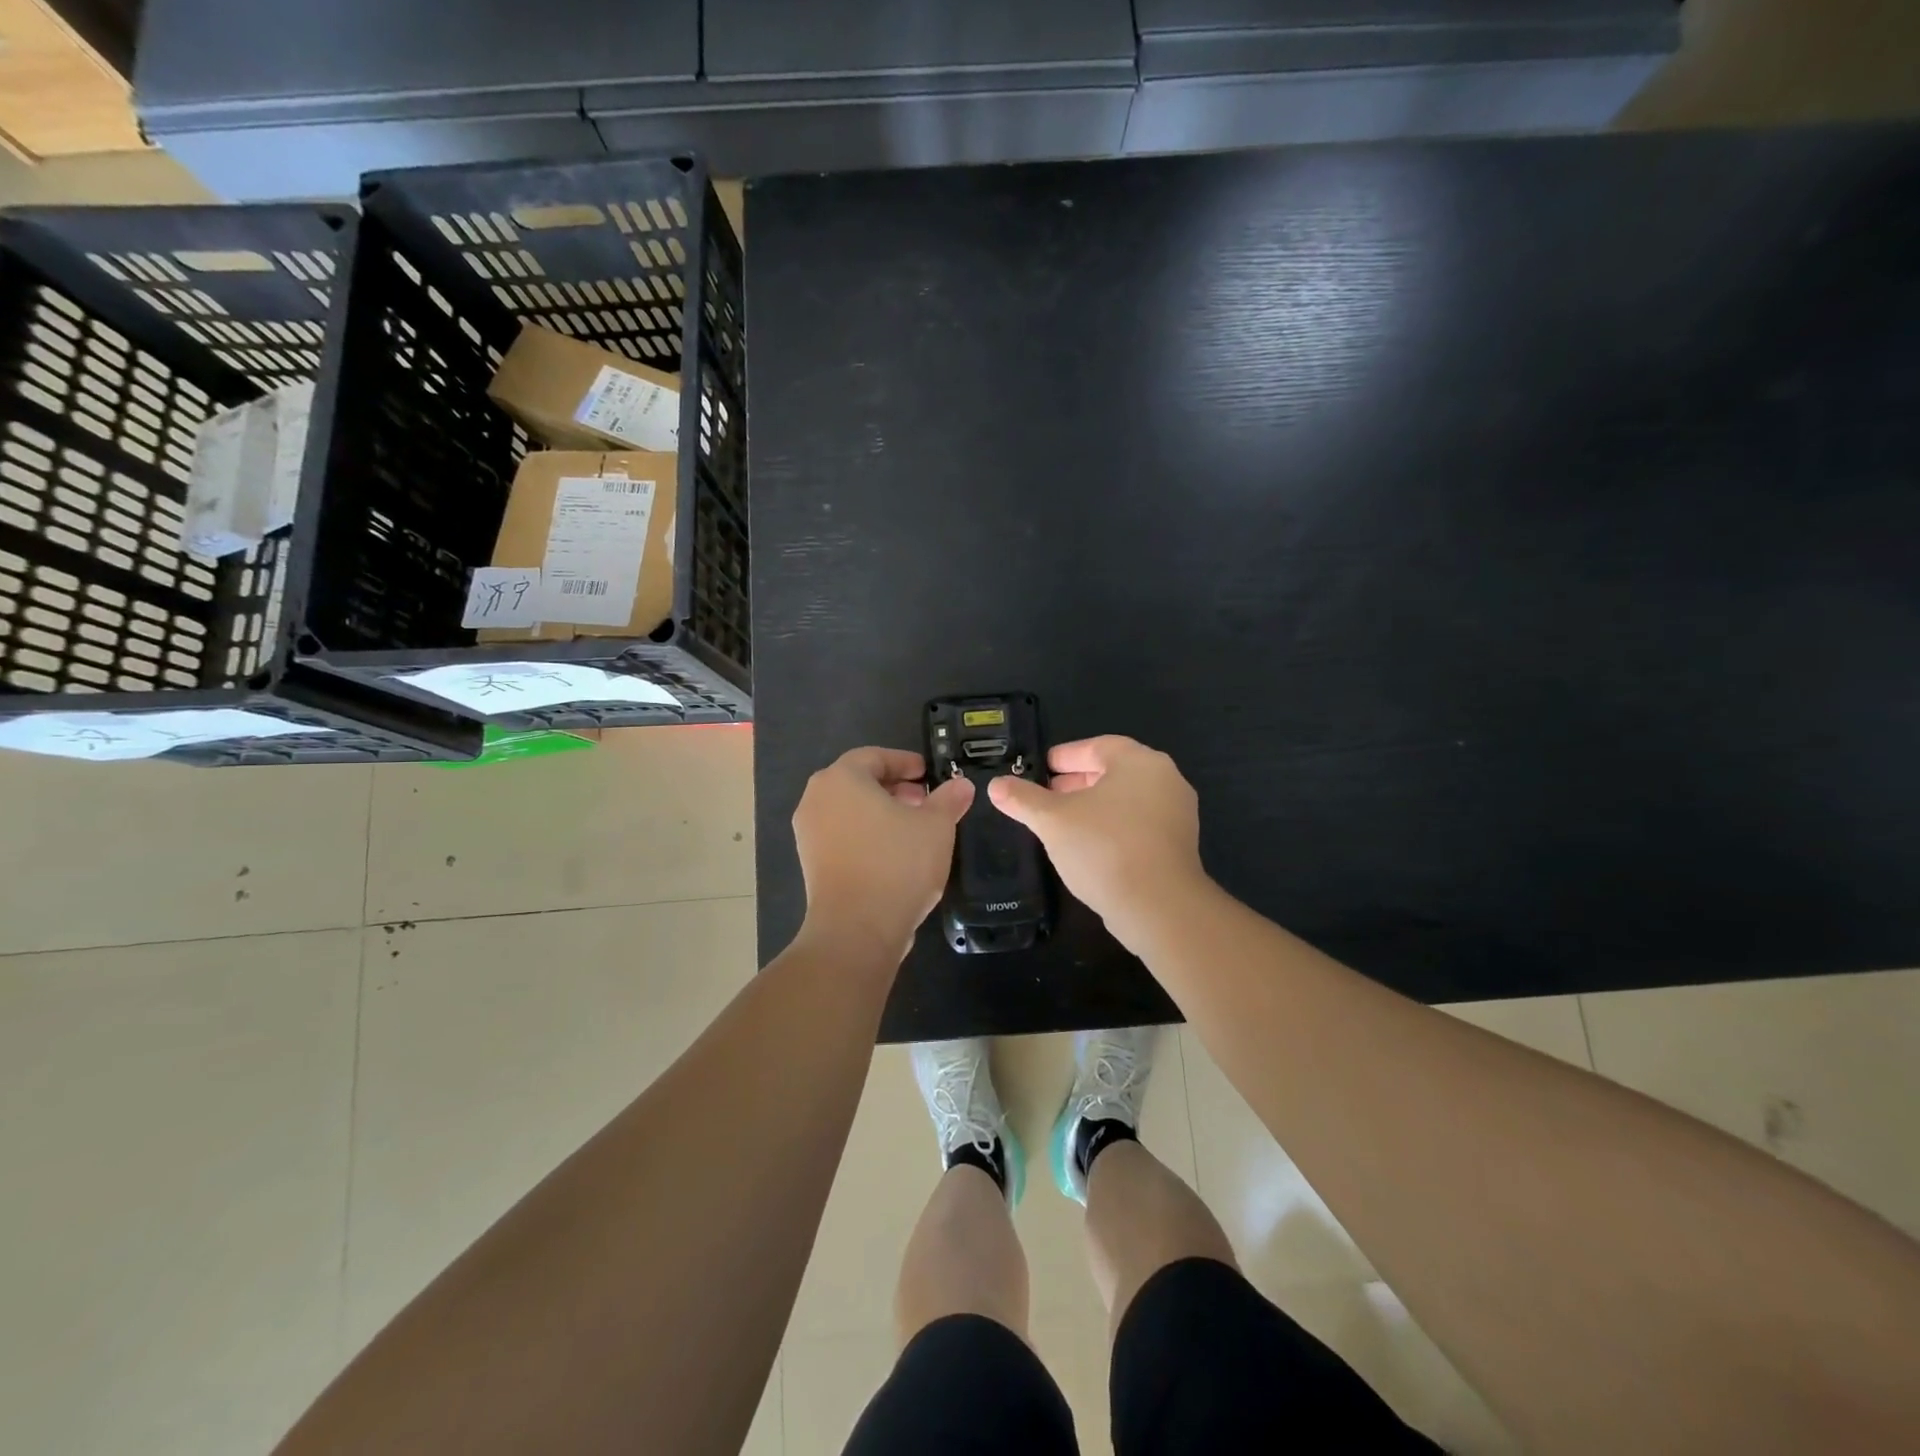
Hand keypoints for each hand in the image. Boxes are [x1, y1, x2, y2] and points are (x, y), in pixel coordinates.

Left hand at [793, 746, 973, 962]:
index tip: (928, 773)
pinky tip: (895, 854)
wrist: (856, 929)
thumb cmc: (897, 864)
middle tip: (925, 800)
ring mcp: (809, 833)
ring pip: (850, 810)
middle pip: (859, 782)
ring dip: (881, 813)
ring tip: (914, 829)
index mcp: (841, 779)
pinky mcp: (811, 863)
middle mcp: (816, 799)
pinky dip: (867, 835)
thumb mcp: (936, 826)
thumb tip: (961, 786)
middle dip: (894, 788)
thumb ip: (948, 799)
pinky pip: (842, 836)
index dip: (904, 762)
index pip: (874, 756)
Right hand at [988, 735, 1205, 948]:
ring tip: (1062, 822)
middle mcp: (1165, 779)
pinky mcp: (1179, 844)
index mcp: (1139, 761)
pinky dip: (1113, 826)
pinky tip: (1089, 846)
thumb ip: (1023, 799)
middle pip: (1113, 772)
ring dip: (1094, 806)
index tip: (1040, 769)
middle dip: (1077, 782)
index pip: (1096, 747)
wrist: (1159, 906)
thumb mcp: (1053, 821)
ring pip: (1126, 799)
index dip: (1064, 756)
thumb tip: (995, 785)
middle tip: (1046, 795)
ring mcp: (1177, 813)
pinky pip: (1139, 824)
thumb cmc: (1104, 848)